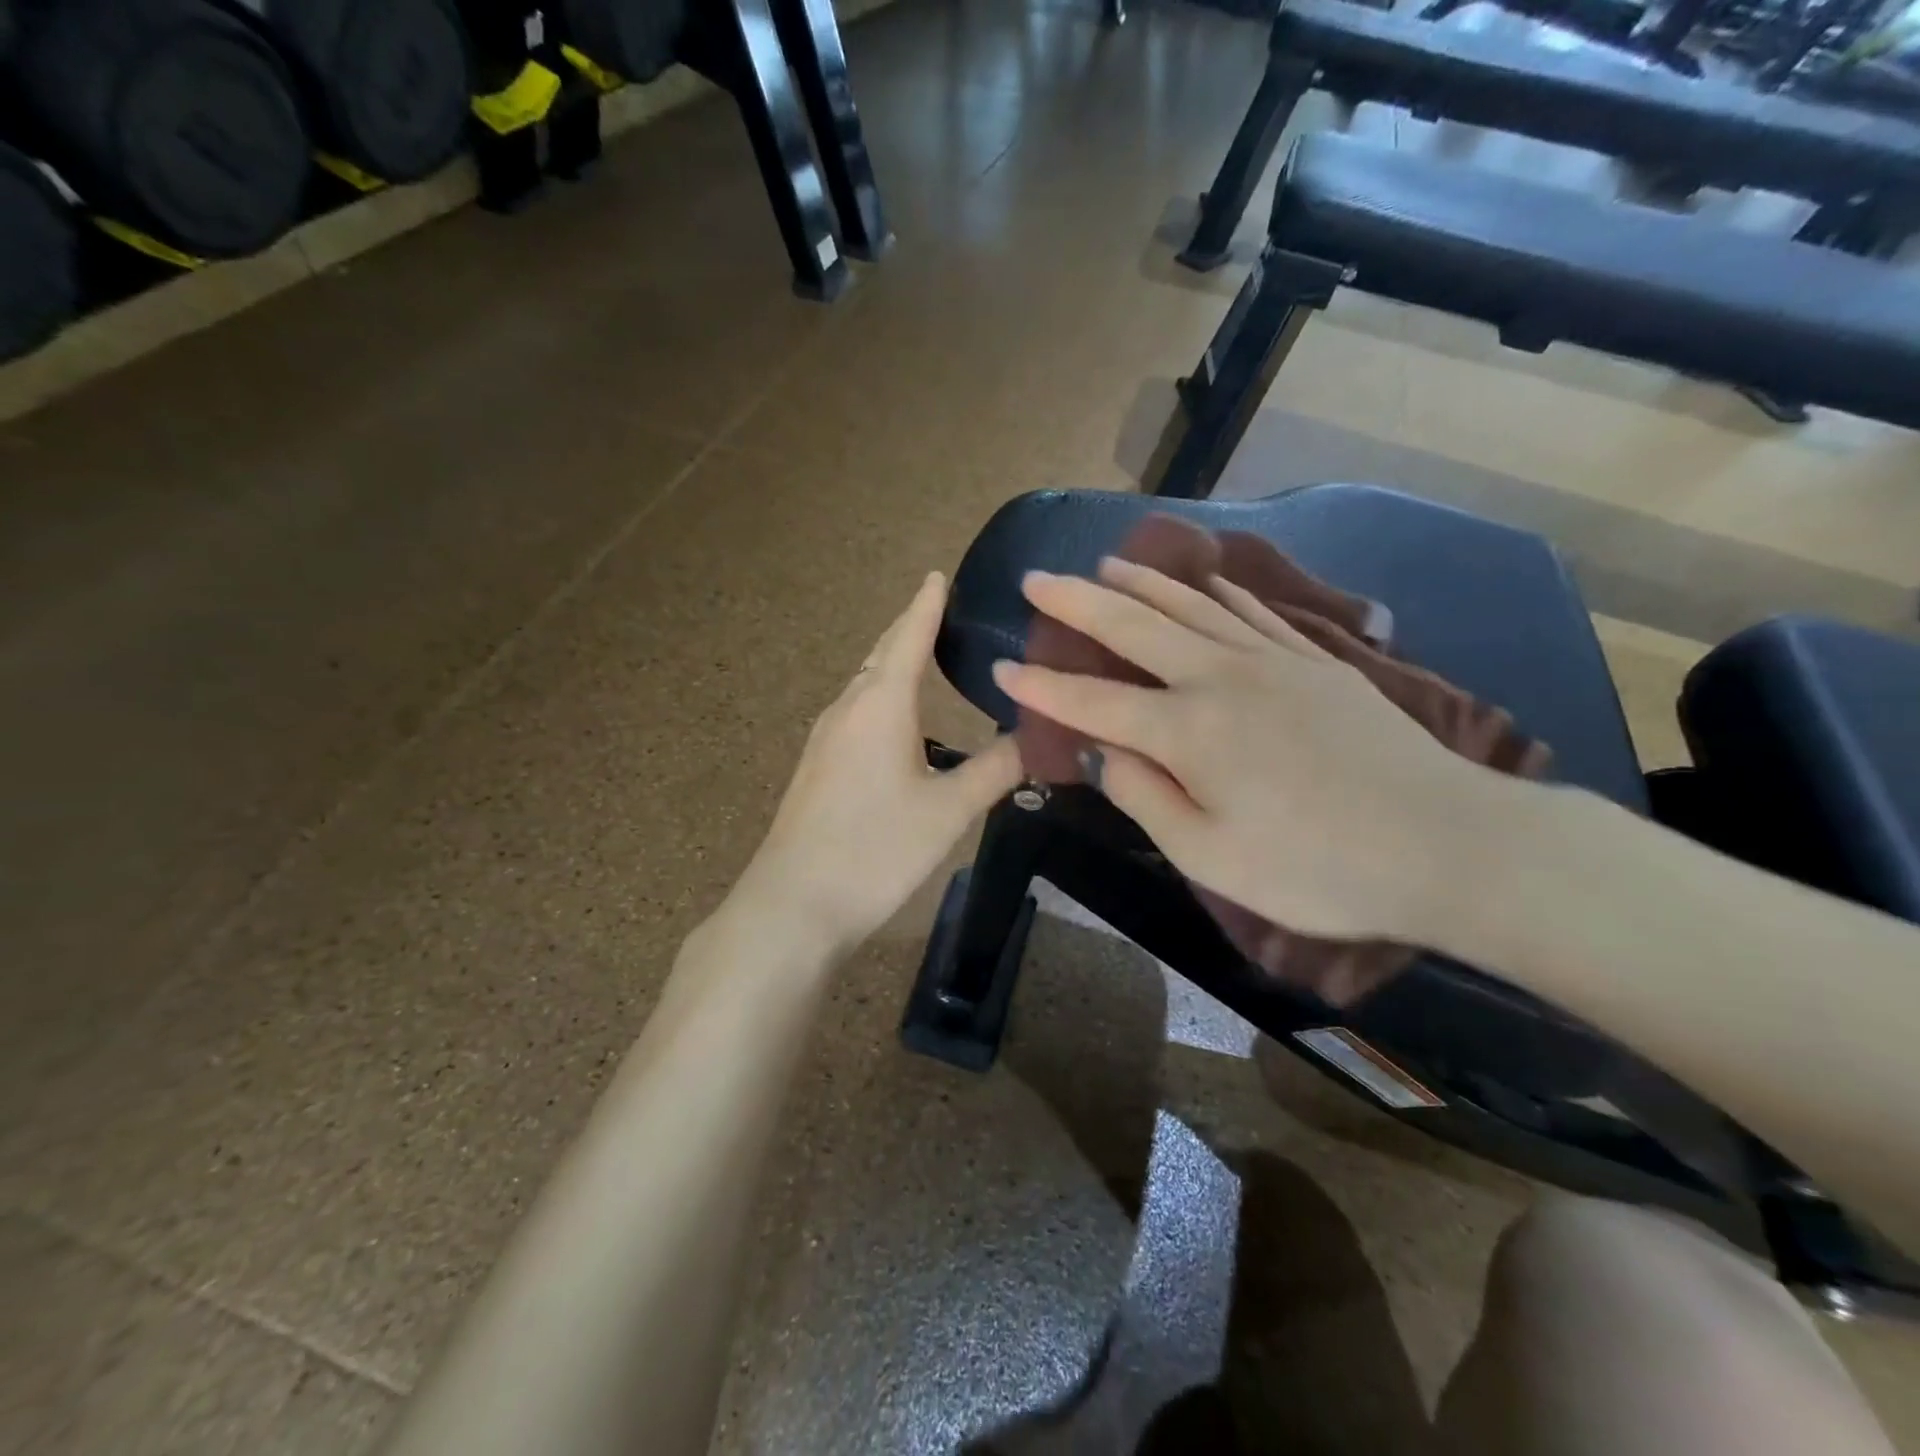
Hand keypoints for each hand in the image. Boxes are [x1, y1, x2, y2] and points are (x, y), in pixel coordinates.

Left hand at [733, 572, 1023, 955]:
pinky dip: (882, 696)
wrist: (793, 904)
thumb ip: (996, 769)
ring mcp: (825, 737)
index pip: (908, 637)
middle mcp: (848, 708)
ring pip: (865, 684)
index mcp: (881, 704)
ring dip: (894, 664)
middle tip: (945, 613)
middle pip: (881, 655)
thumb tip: (1040, 736)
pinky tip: (898, 720)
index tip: (938, 574)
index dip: (926, 605)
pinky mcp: (816, 766)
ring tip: (927, 658)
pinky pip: (855, 711)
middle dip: (910, 630)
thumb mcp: (949, 811)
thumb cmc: (876, 849)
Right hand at [992, 559, 1497, 947]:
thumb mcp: (1211, 858)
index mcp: (1187, 731)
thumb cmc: (1317, 868)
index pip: (1092, 700)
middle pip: (1134, 626)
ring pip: (1192, 606)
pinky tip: (1209, 581)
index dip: (1041, 687)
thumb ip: (1146, 799)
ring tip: (1106, 563)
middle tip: (1036, 579)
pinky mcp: (1318, 662)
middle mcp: (1220, 678)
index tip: (999, 667)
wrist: (1447, 844)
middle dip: (1077, 602)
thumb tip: (1104, 754)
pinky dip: (1221, 592)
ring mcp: (1273, 661)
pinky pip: (1256, 613)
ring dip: (1142, 582)